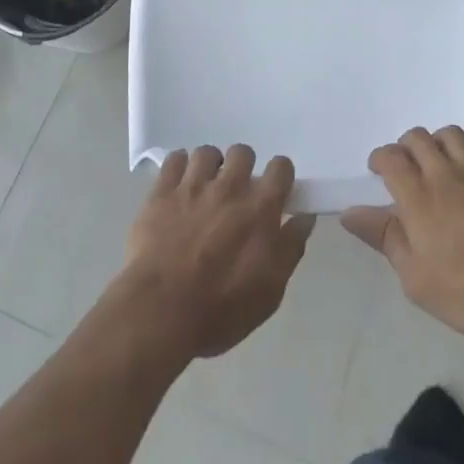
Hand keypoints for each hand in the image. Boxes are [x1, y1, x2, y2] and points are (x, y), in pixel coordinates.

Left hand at [115, 145, 315, 363]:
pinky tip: (179, 186)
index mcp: (260, 208)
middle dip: (243, 168)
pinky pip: (174, 159)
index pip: (280, 167)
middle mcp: (230, 186)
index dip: (280, 176)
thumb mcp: (269, 292)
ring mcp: (193, 185)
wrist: (159, 311)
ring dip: (210, 167)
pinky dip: (179, 167)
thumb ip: (290, 249)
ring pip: (207, 152)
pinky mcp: (162, 190)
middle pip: (243, 152)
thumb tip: (304, 218)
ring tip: (205, 189)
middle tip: (236, 193)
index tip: (275, 192)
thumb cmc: (220, 310)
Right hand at [343, 126, 463, 341]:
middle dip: (405, 146)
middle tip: (407, 167)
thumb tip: (350, 213)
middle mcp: (444, 172)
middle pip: (417, 138)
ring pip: (449, 134)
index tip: (378, 171)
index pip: (390, 158)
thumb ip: (384, 239)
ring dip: (436, 141)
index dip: (380, 159)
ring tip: (437, 160)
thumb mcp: (417, 279)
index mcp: (418, 196)